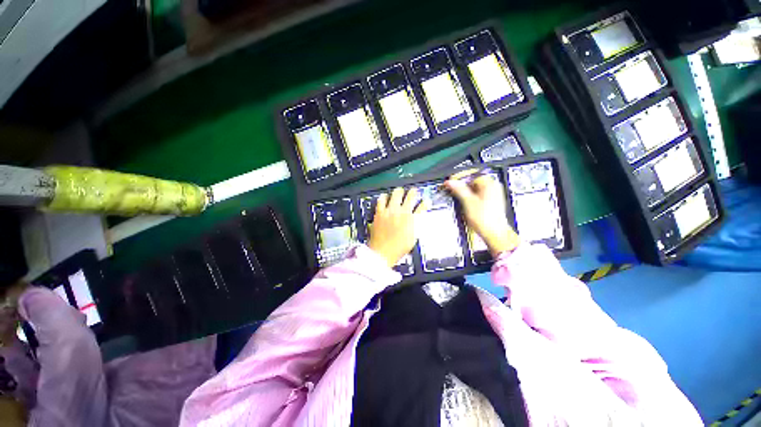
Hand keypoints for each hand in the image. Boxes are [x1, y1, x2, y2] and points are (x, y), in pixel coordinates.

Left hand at [368, 187, 427, 266]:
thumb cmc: (398, 248)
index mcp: (411, 219)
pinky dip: (384, 197)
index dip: (425, 203)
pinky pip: (381, 200)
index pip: (422, 206)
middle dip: (412, 192)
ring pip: (396, 194)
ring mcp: (390, 211)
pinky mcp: (380, 212)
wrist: (382, 252)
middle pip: (410, 195)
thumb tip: (418, 219)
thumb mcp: (412, 238)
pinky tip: (385, 197)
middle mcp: (401, 212)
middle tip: (412, 192)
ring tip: (399, 192)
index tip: (425, 202)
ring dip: (399, 192)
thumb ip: (416, 226)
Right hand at [444, 172, 519, 255]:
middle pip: (474, 183)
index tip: (451, 184)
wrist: (494, 233)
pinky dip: (472, 199)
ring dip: (467, 194)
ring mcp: (494, 196)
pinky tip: (468, 206)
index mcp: (490, 184)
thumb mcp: (467, 202)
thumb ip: (459, 190)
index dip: (460, 180)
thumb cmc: (485, 219)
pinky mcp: (492, 203)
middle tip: (454, 192)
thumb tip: (451, 182)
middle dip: (463, 188)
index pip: (472, 176)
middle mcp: (494, 188)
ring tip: (461, 201)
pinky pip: (480, 197)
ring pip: (476, 190)